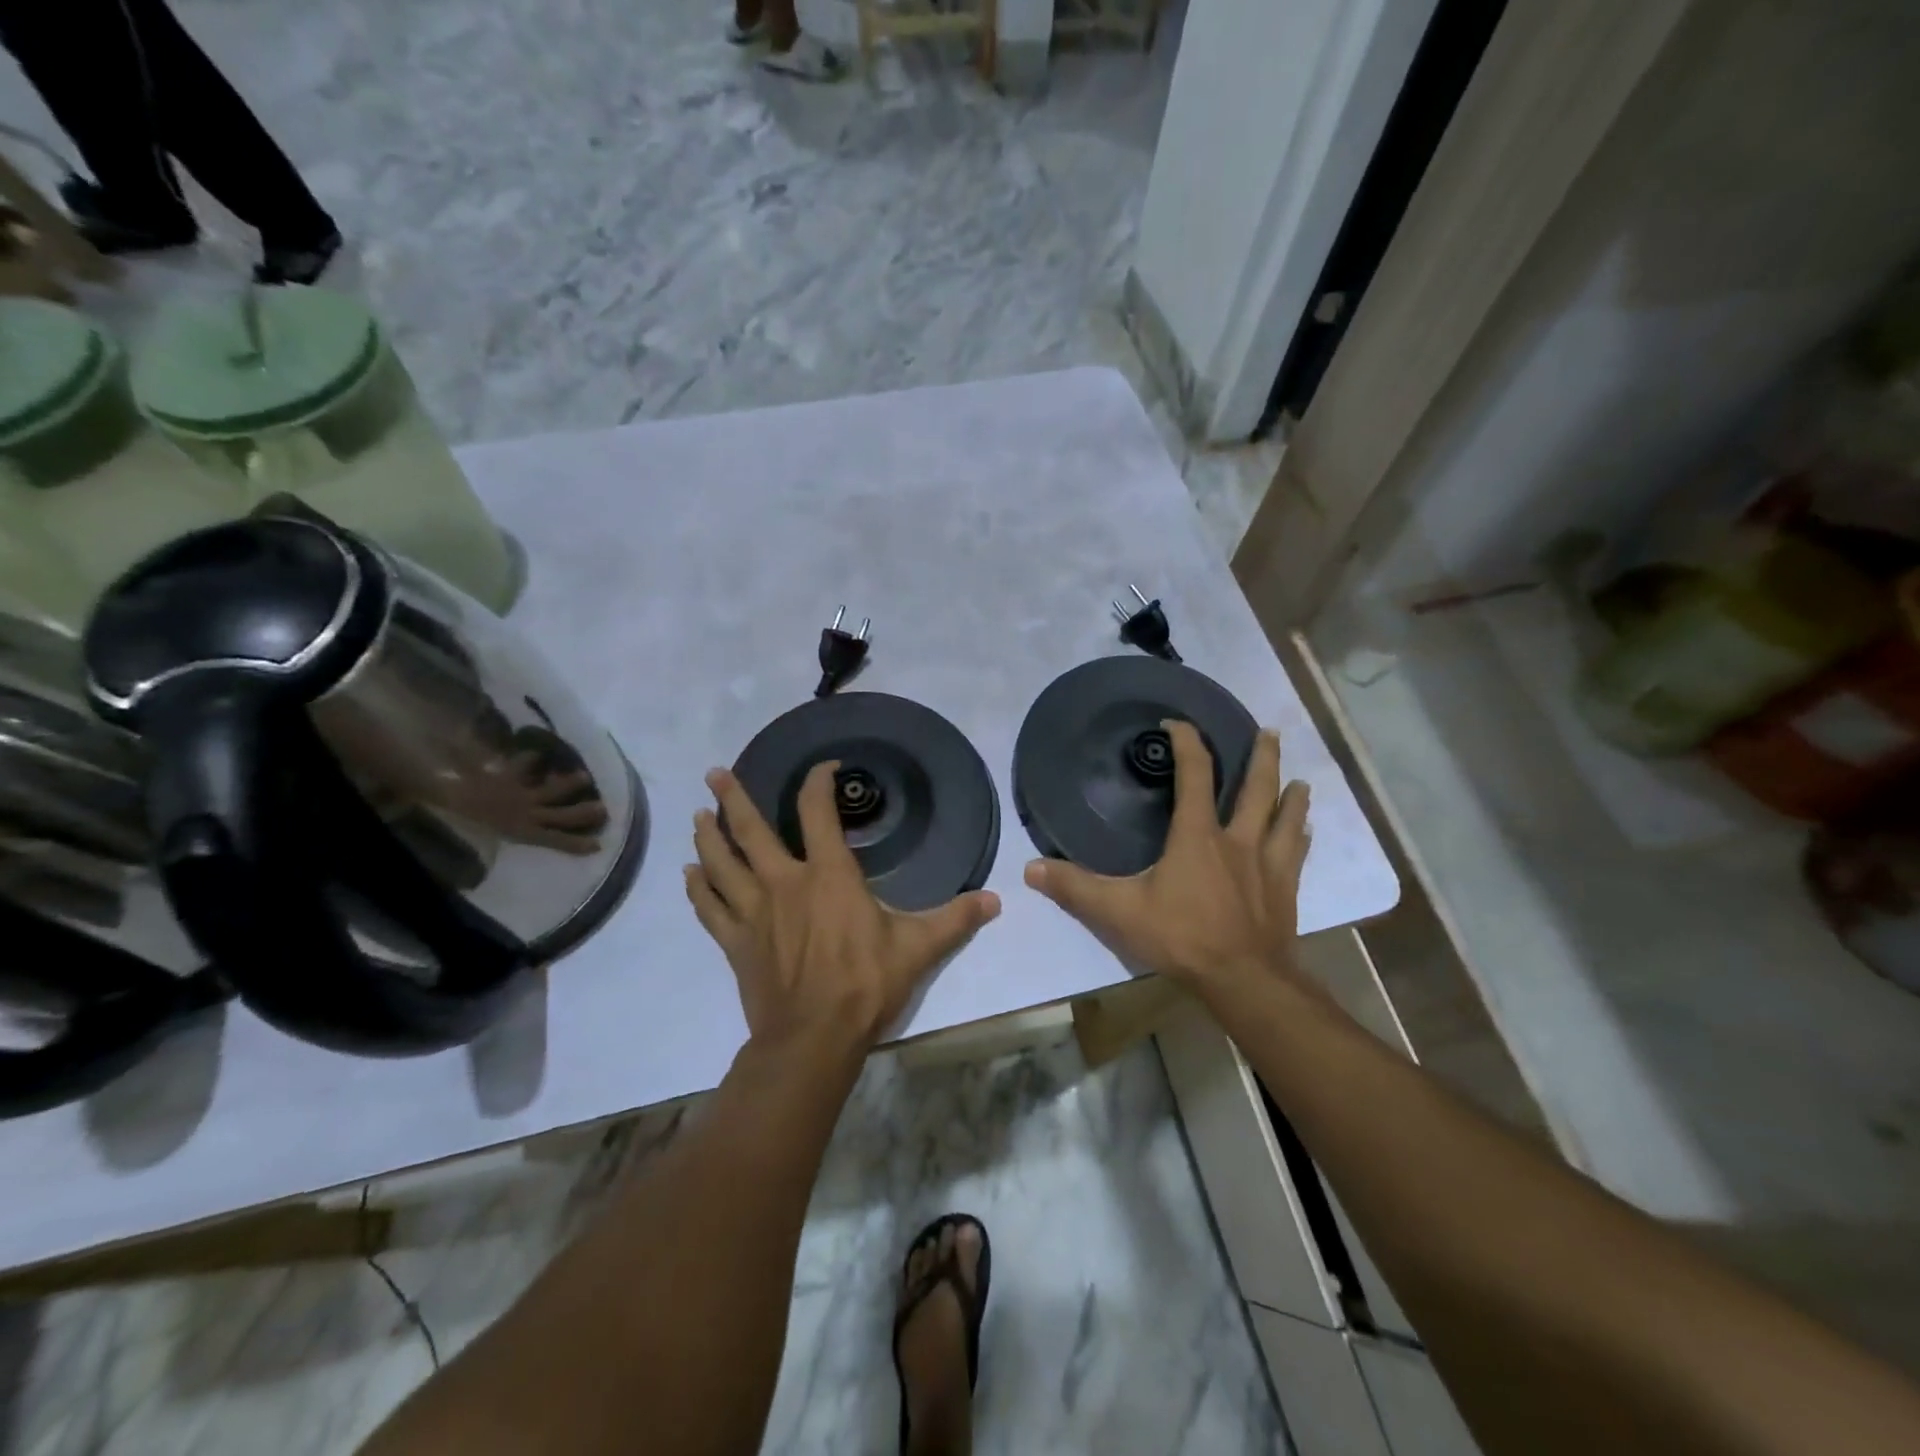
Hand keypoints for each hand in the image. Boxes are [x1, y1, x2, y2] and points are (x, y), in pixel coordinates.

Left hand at [686, 762, 1000, 1053]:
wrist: (814, 1038)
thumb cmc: (866, 985)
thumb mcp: (918, 948)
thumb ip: (955, 919)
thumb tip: (996, 900)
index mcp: (828, 874)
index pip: (817, 812)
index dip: (817, 783)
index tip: (823, 768)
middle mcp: (784, 882)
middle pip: (749, 830)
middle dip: (732, 797)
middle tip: (715, 773)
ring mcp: (753, 912)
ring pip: (720, 863)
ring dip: (707, 835)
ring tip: (697, 814)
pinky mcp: (735, 942)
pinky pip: (709, 907)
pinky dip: (697, 888)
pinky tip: (688, 874)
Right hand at [1024, 722, 1308, 995]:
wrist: (1244, 980)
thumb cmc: (1181, 937)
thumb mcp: (1119, 912)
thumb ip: (1075, 887)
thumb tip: (1030, 869)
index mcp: (1197, 836)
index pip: (1195, 775)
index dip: (1187, 743)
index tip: (1177, 724)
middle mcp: (1237, 840)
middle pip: (1256, 788)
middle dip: (1261, 757)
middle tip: (1268, 732)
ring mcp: (1267, 865)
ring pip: (1285, 818)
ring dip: (1291, 794)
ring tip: (1299, 778)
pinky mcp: (1285, 890)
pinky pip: (1297, 854)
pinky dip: (1300, 836)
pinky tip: (1306, 832)